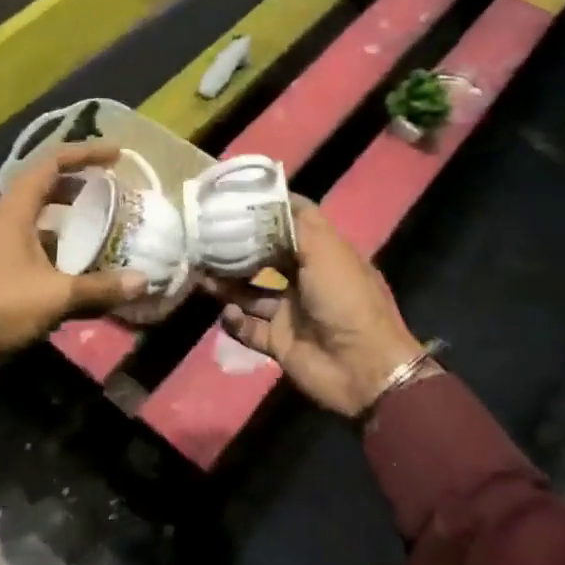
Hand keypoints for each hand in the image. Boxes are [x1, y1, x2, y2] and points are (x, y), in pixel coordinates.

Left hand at [0, 142, 147, 372]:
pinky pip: (34, 240)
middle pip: (46, 185)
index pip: (52, 163)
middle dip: (81, 184)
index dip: (85, 153)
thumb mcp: (54, 297)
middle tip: (114, 191)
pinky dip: (59, 242)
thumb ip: (100, 287)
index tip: (117, 156)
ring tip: (103, 223)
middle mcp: (4, 218)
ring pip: (40, 216)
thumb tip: (144, 281)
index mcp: (13, 210)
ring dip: (70, 215)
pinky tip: (80, 262)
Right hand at [205, 198, 422, 417]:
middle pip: (266, 256)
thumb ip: (295, 225)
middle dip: (238, 247)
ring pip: (251, 291)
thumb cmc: (346, 299)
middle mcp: (305, 279)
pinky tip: (229, 312)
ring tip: (201, 272)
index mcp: (323, 253)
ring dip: (227, 282)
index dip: (268, 207)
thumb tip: (268, 202)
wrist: (363, 368)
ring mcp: (291, 311)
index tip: (236, 196)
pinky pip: (248, 328)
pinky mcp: (279, 342)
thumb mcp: (326, 251)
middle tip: (205, 236)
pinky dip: (235, 321)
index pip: (293, 221)